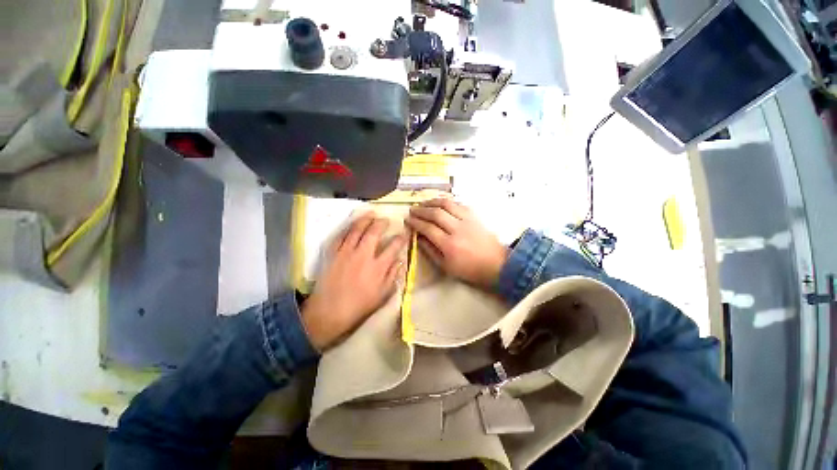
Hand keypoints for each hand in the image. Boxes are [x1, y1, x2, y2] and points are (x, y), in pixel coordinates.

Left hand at [302, 215, 405, 349]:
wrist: (329, 311)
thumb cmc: (359, 305)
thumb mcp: (382, 294)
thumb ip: (392, 275)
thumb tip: (400, 260)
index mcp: (378, 267)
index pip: (393, 246)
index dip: (401, 238)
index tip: (404, 233)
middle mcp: (363, 255)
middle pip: (374, 232)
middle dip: (382, 223)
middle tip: (386, 220)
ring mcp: (346, 252)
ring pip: (356, 229)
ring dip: (365, 219)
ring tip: (371, 214)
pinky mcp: (333, 253)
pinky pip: (341, 235)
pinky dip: (348, 228)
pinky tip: (352, 225)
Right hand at [406, 199, 508, 288]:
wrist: (497, 264)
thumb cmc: (470, 270)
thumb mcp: (447, 267)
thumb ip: (431, 251)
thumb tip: (418, 238)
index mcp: (449, 245)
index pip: (428, 228)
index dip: (416, 222)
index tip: (407, 220)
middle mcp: (457, 229)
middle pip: (436, 213)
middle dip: (421, 210)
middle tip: (412, 209)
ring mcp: (467, 220)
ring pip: (447, 204)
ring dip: (432, 201)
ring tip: (423, 203)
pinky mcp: (474, 216)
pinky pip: (458, 204)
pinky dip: (447, 202)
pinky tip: (441, 204)